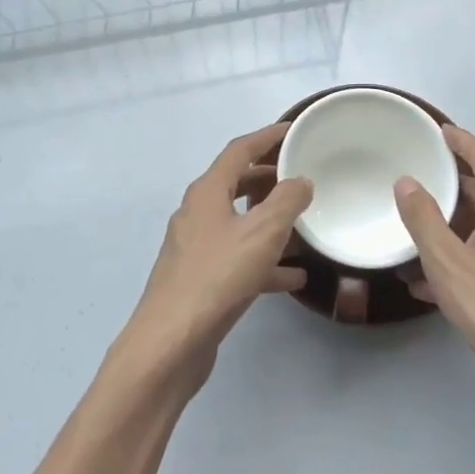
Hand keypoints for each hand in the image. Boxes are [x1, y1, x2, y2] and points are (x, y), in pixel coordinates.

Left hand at [120, 123, 311, 389]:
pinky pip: (237, 258)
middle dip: (269, 177)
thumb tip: (300, 181)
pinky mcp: (200, 279)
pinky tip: (292, 277)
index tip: (294, 130)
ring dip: (269, 220)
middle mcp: (197, 213)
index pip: (239, 150)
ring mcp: (196, 248)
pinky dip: (263, 261)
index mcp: (207, 192)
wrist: (170, 343)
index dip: (268, 137)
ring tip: (303, 224)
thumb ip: (287, 201)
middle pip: (237, 183)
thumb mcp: (262, 233)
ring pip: (239, 222)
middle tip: (302, 175)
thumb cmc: (217, 277)